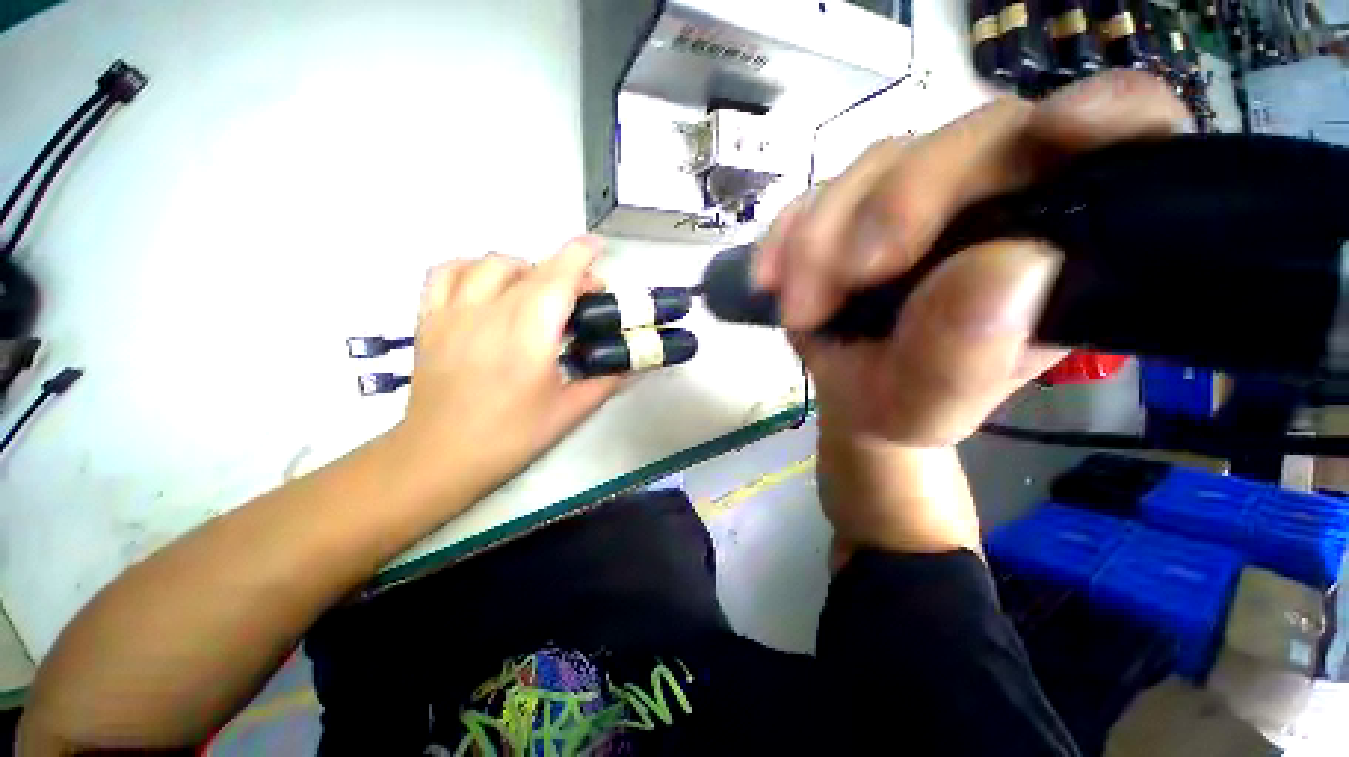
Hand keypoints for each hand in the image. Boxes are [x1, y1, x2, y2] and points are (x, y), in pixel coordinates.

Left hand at [390, 238, 622, 503]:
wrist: (440, 457)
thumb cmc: (511, 436)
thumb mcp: (569, 411)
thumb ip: (606, 381)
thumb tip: (635, 364)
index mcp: (530, 334)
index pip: (558, 277)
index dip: (581, 255)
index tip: (599, 248)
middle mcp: (491, 311)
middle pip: (533, 268)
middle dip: (564, 271)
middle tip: (580, 296)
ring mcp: (455, 311)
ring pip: (491, 263)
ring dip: (524, 268)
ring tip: (535, 291)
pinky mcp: (430, 319)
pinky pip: (447, 272)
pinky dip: (472, 268)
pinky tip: (486, 285)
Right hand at [759, 71, 1191, 445]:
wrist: (851, 398)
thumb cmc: (906, 403)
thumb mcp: (935, 404)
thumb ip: (970, 357)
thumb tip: (1005, 267)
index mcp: (1059, 239)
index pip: (1121, 135)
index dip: (1106, 113)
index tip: (1064, 132)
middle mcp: (994, 196)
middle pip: (970, 139)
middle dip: (897, 206)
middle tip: (851, 278)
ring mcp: (913, 194)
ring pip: (879, 164)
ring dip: (824, 236)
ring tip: (802, 309)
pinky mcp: (850, 206)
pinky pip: (815, 196)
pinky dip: (786, 235)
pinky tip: (772, 279)